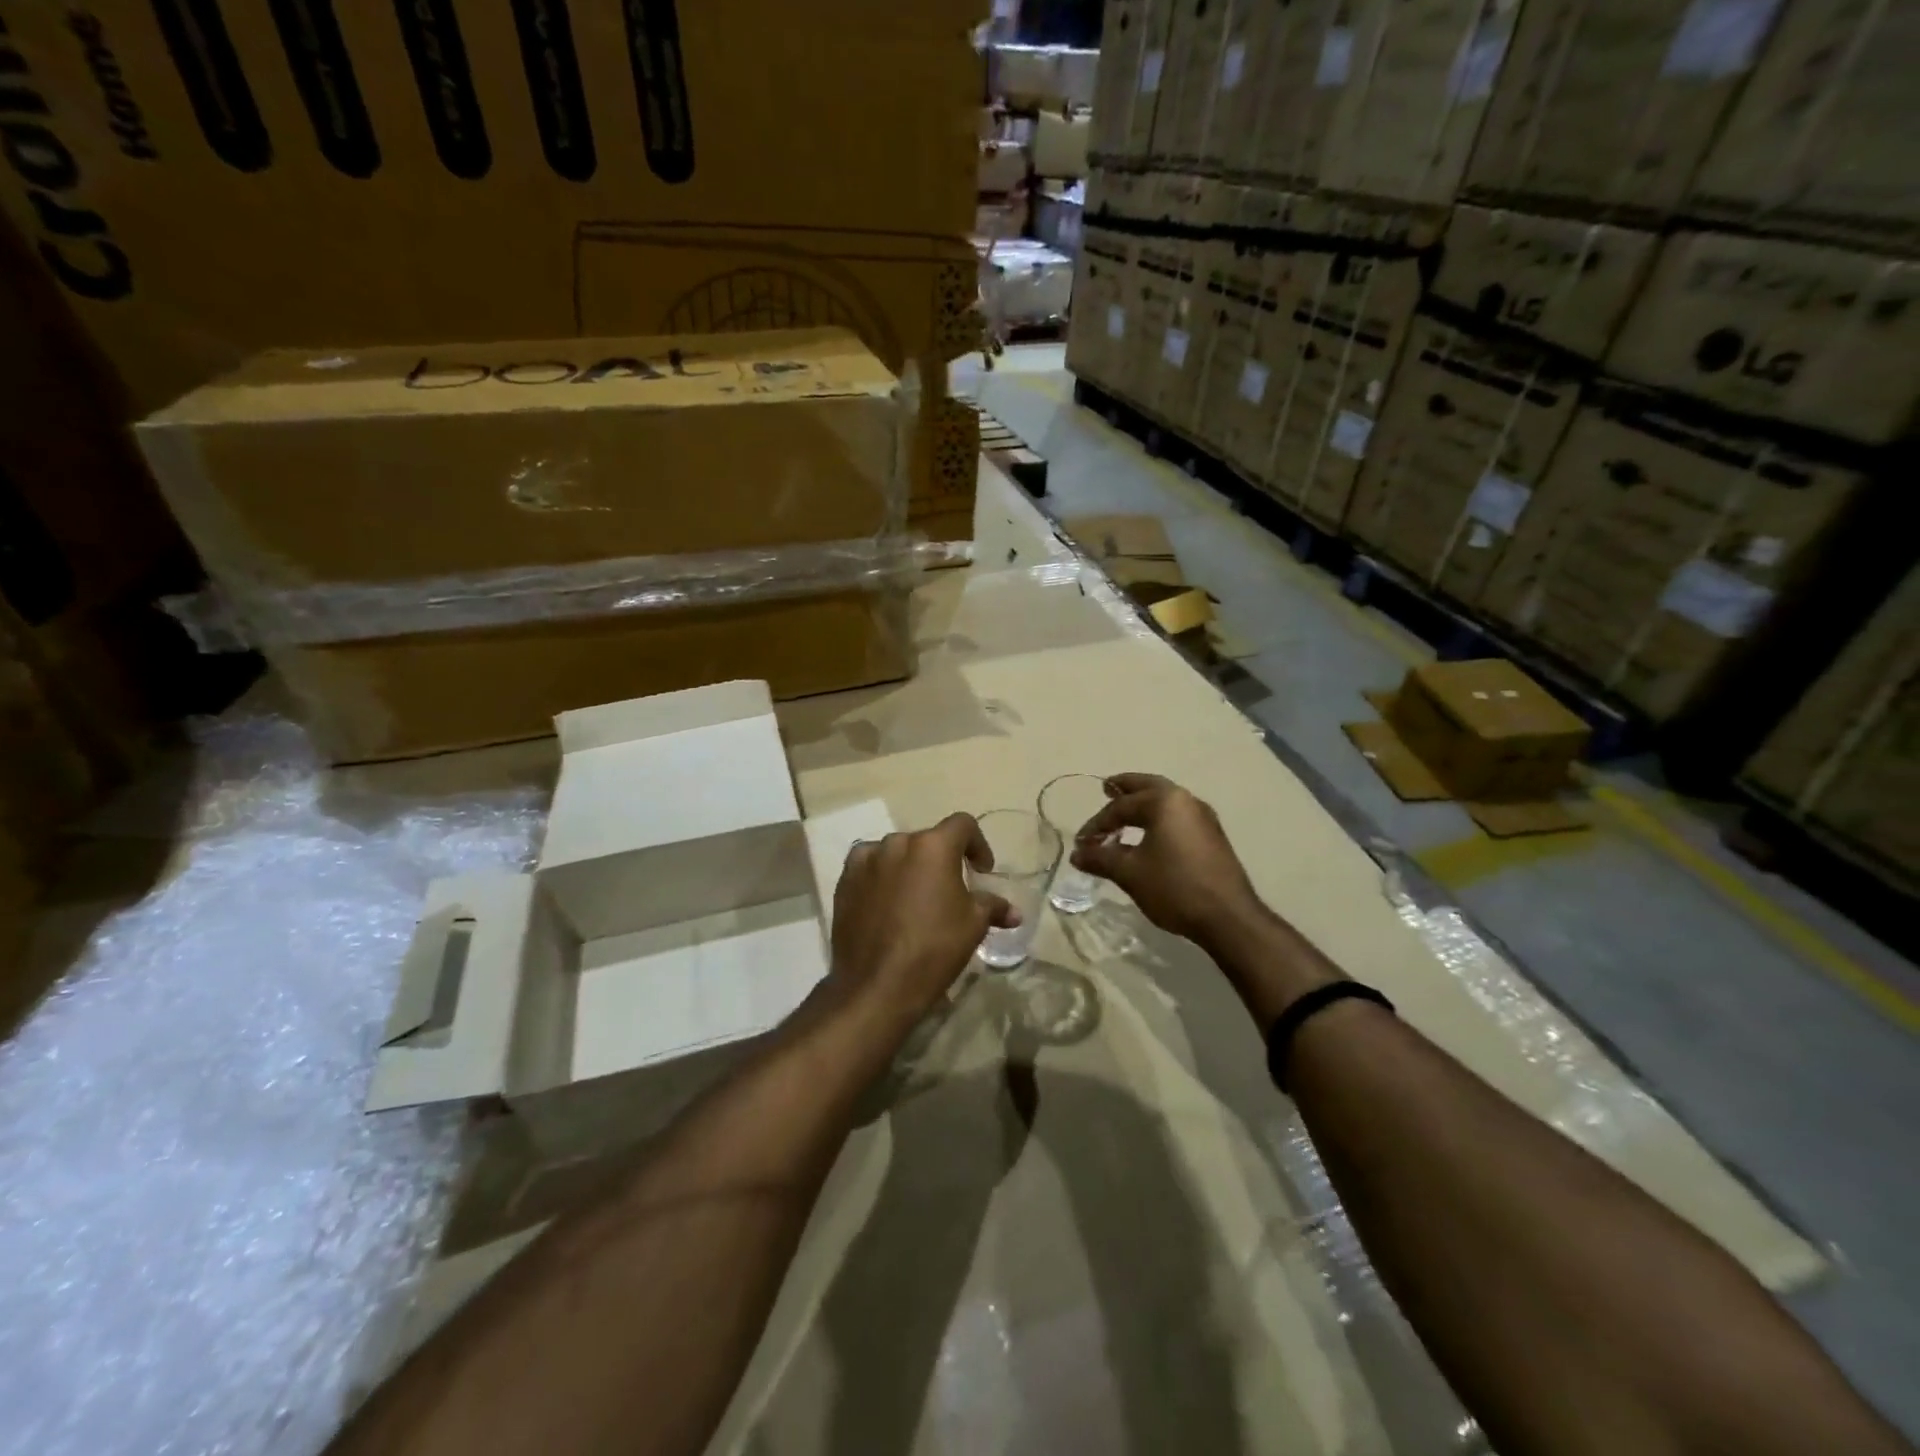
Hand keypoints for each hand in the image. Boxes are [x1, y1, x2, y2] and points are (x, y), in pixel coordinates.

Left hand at [828, 814, 1014, 1027]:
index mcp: (933, 846)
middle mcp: (897, 843)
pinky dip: (881, 876)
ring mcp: (866, 860)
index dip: (977, 844)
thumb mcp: (973, 926)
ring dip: (909, 866)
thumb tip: (1013, 912)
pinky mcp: (845, 880)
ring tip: (916, 896)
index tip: (981, 870)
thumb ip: (992, 907)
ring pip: (895, 852)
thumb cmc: (934, 949)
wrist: (877, 984)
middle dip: (941, 859)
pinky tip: (886, 902)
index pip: (962, 825)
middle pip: (926, 840)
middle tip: (949, 889)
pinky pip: (869, 866)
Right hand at [1071, 773, 1267, 948]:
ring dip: (1143, 803)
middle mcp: (1186, 800)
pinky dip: (1159, 817)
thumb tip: (1077, 853)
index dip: (1097, 823)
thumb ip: (1100, 858)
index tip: (1082, 842)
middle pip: (1148, 787)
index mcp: (1164, 801)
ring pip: (1166, 800)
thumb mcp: (1130, 873)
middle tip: (1106, 788)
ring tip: (1125, 812)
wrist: (1228, 917)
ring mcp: (1203, 817)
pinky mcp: (1212, 835)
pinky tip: (1149, 835)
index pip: (1121, 806)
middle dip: (1125, 788)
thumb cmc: (1175, 887)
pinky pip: (1178, 816)